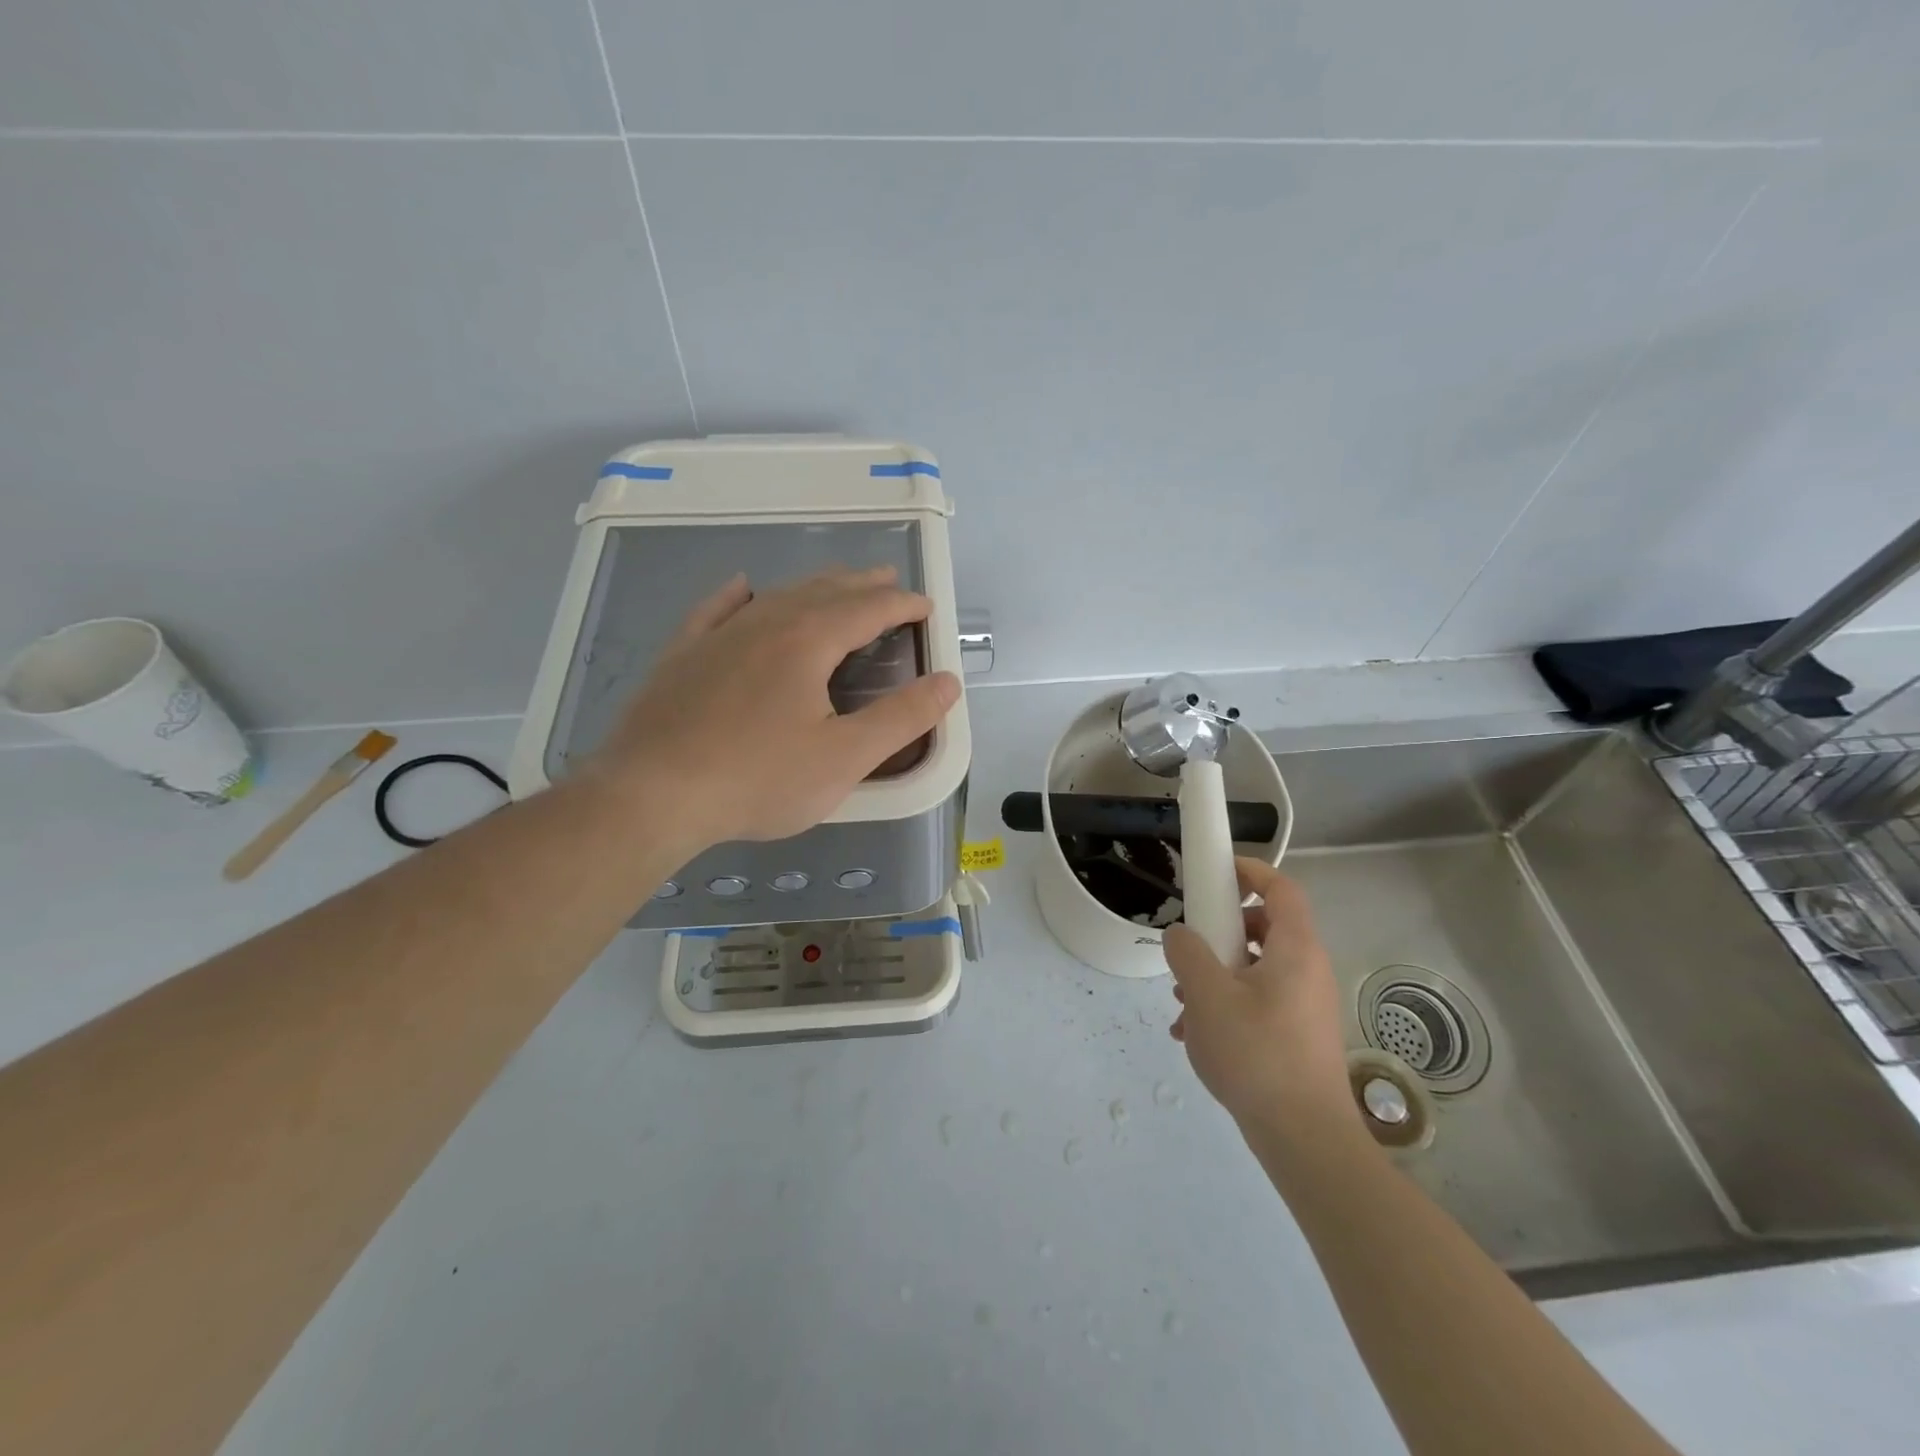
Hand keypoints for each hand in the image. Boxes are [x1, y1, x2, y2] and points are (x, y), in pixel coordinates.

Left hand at [590, 567, 959, 846]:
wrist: (651, 795)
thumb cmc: (759, 779)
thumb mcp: (846, 757)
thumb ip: (902, 718)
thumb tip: (948, 682)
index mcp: (808, 641)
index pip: (869, 609)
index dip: (903, 605)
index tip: (926, 607)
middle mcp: (765, 623)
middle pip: (824, 592)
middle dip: (863, 586)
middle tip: (888, 582)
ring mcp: (718, 636)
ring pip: (777, 596)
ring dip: (814, 587)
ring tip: (836, 585)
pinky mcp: (682, 656)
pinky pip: (716, 610)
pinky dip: (737, 596)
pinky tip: (742, 588)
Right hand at [1163, 858, 1357, 1137]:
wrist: (1304, 1139)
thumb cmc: (1257, 1055)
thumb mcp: (1207, 996)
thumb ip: (1188, 953)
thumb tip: (1181, 936)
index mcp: (1295, 950)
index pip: (1282, 888)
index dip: (1250, 870)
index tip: (1215, 873)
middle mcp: (1307, 971)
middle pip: (1264, 927)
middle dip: (1221, 932)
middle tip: (1191, 948)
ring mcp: (1305, 1005)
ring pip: (1256, 968)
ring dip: (1216, 974)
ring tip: (1183, 1004)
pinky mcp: (1297, 1035)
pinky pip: (1259, 1001)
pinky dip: (1228, 1005)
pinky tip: (1197, 1036)